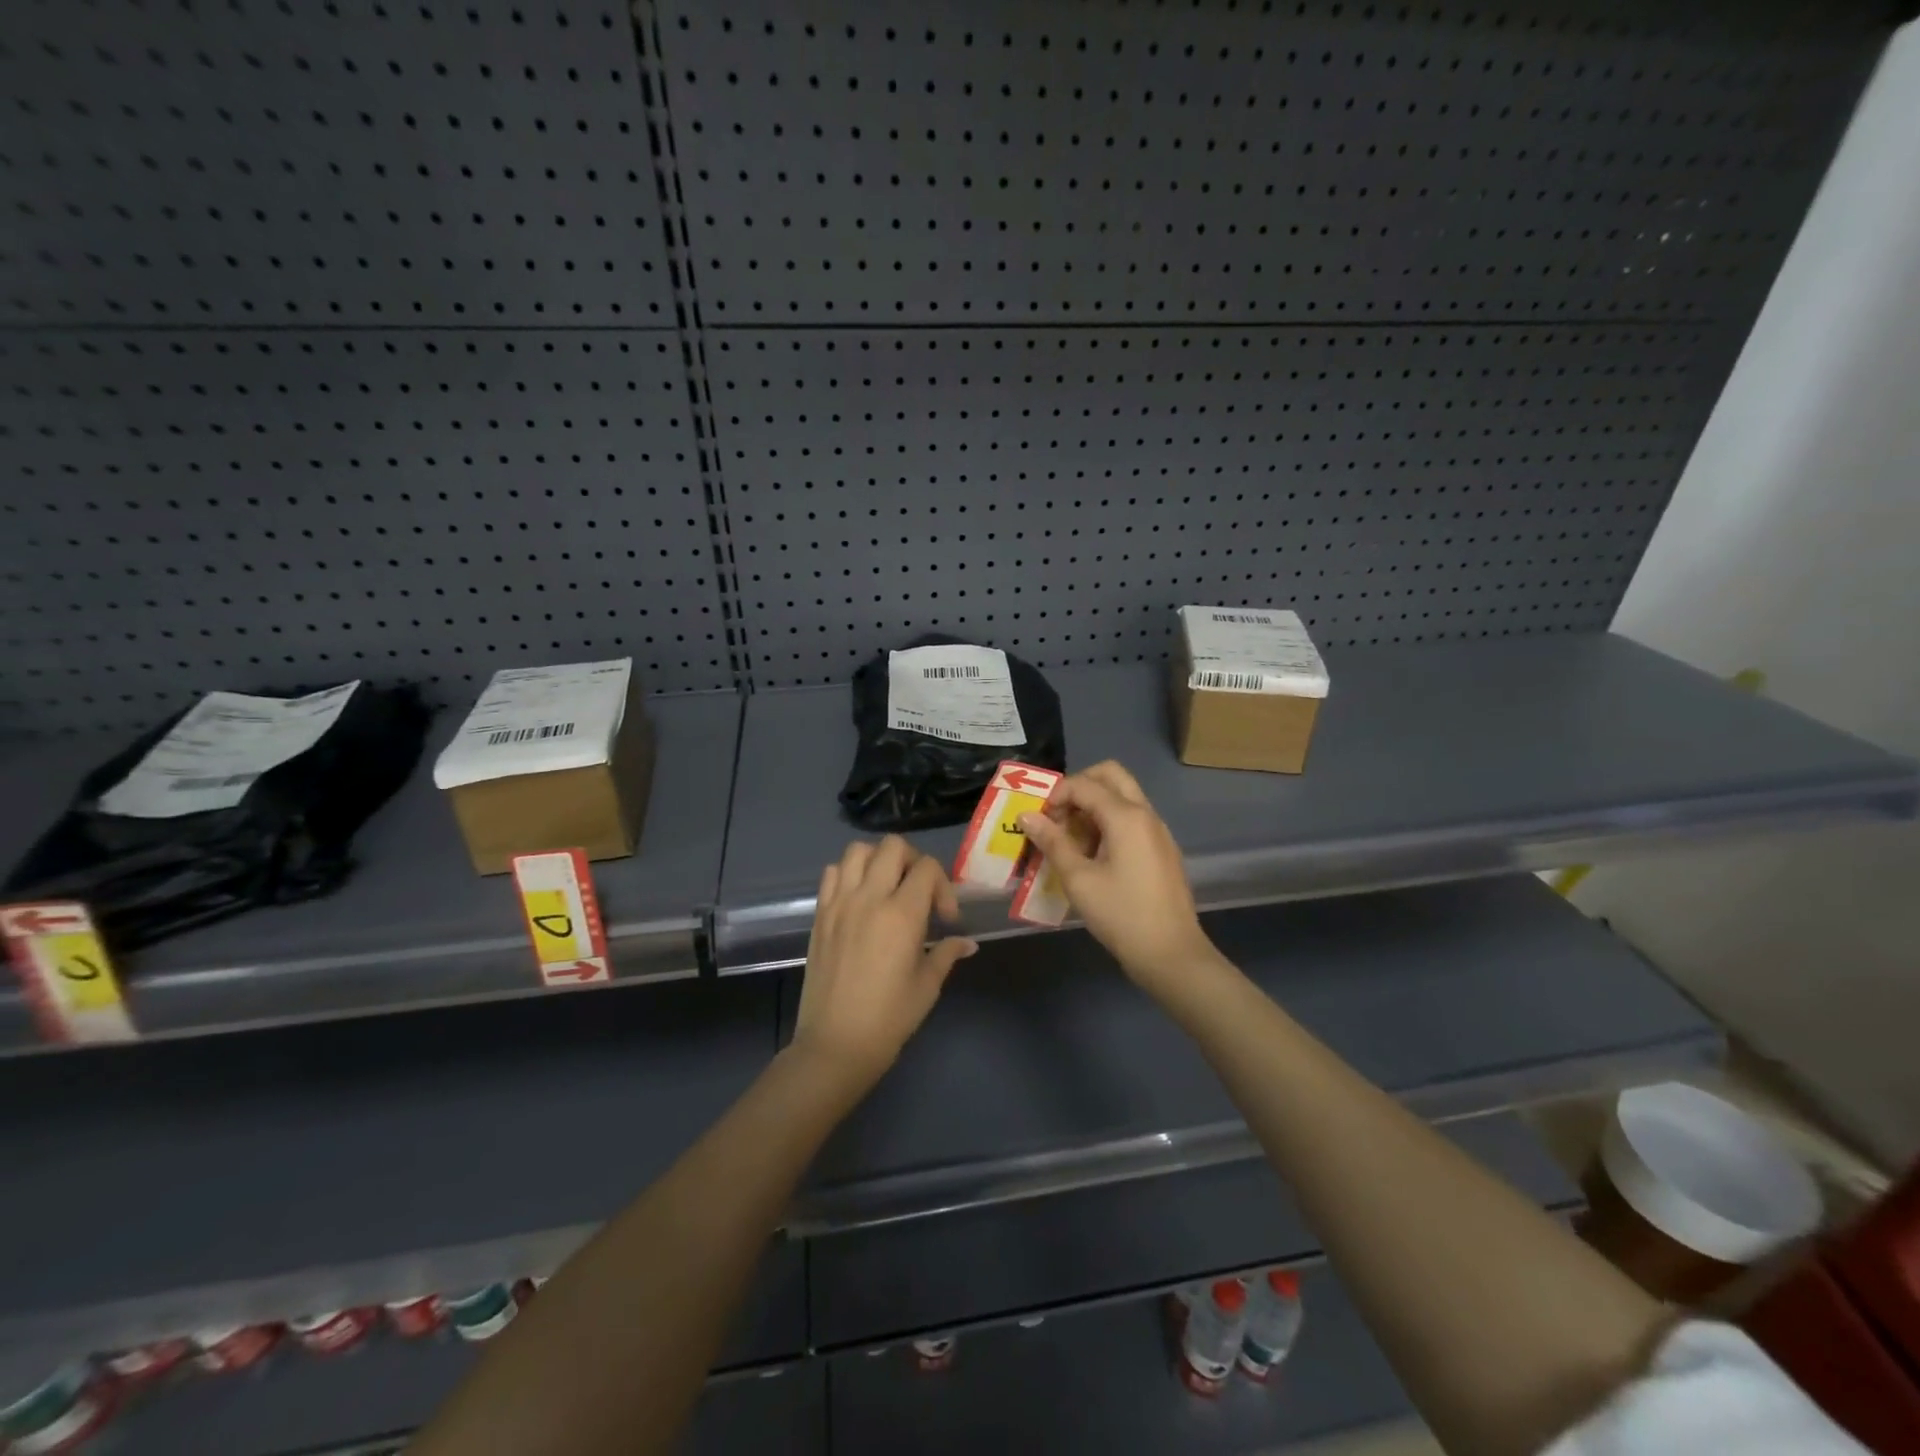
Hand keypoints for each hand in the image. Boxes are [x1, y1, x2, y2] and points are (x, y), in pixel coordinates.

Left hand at [791, 836, 976, 1089]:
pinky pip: (832, 873)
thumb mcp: (927, 986)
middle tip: (918, 892)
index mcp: (901, 914)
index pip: (927, 868)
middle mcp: (869, 898)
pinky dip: (848, 873)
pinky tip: (859, 899)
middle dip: (914, 861)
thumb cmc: (888, 1019)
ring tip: (887, 888)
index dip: (943, 886)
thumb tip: (967, 942)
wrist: (835, 1045)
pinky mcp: (820, 914)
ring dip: (878, 860)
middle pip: (893, 846)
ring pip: (858, 850)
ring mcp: (839, 903)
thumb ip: (947, 953)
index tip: (945, 918)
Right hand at [1019, 761, 1213, 989]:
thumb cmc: (1121, 915)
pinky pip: (1132, 819)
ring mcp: (1157, 831)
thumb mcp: (1079, 879)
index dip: (1056, 796)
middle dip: (1079, 787)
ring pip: (1122, 796)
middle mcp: (1145, 814)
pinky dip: (1109, 823)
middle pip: (1110, 775)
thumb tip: (1027, 816)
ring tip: (1071, 842)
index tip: (1039, 822)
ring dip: (1094, 806)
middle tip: (1058, 817)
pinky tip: (1094, 858)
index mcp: (1126, 816)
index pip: (1084, 784)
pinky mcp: (1162, 849)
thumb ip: (1052, 842)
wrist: (1171, 954)